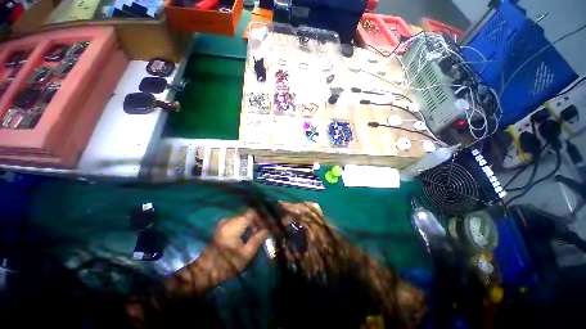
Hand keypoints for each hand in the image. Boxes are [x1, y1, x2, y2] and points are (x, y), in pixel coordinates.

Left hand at [166, 210, 268, 296]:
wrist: (204, 271)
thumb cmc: (226, 265)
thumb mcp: (245, 254)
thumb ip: (258, 239)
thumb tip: (268, 229)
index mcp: (234, 225)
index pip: (253, 213)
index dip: (264, 216)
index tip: (272, 221)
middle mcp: (229, 219)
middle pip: (249, 213)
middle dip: (260, 219)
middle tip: (269, 226)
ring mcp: (225, 222)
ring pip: (245, 216)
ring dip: (255, 221)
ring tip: (263, 229)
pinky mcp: (224, 226)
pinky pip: (240, 220)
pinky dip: (248, 224)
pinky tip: (254, 231)